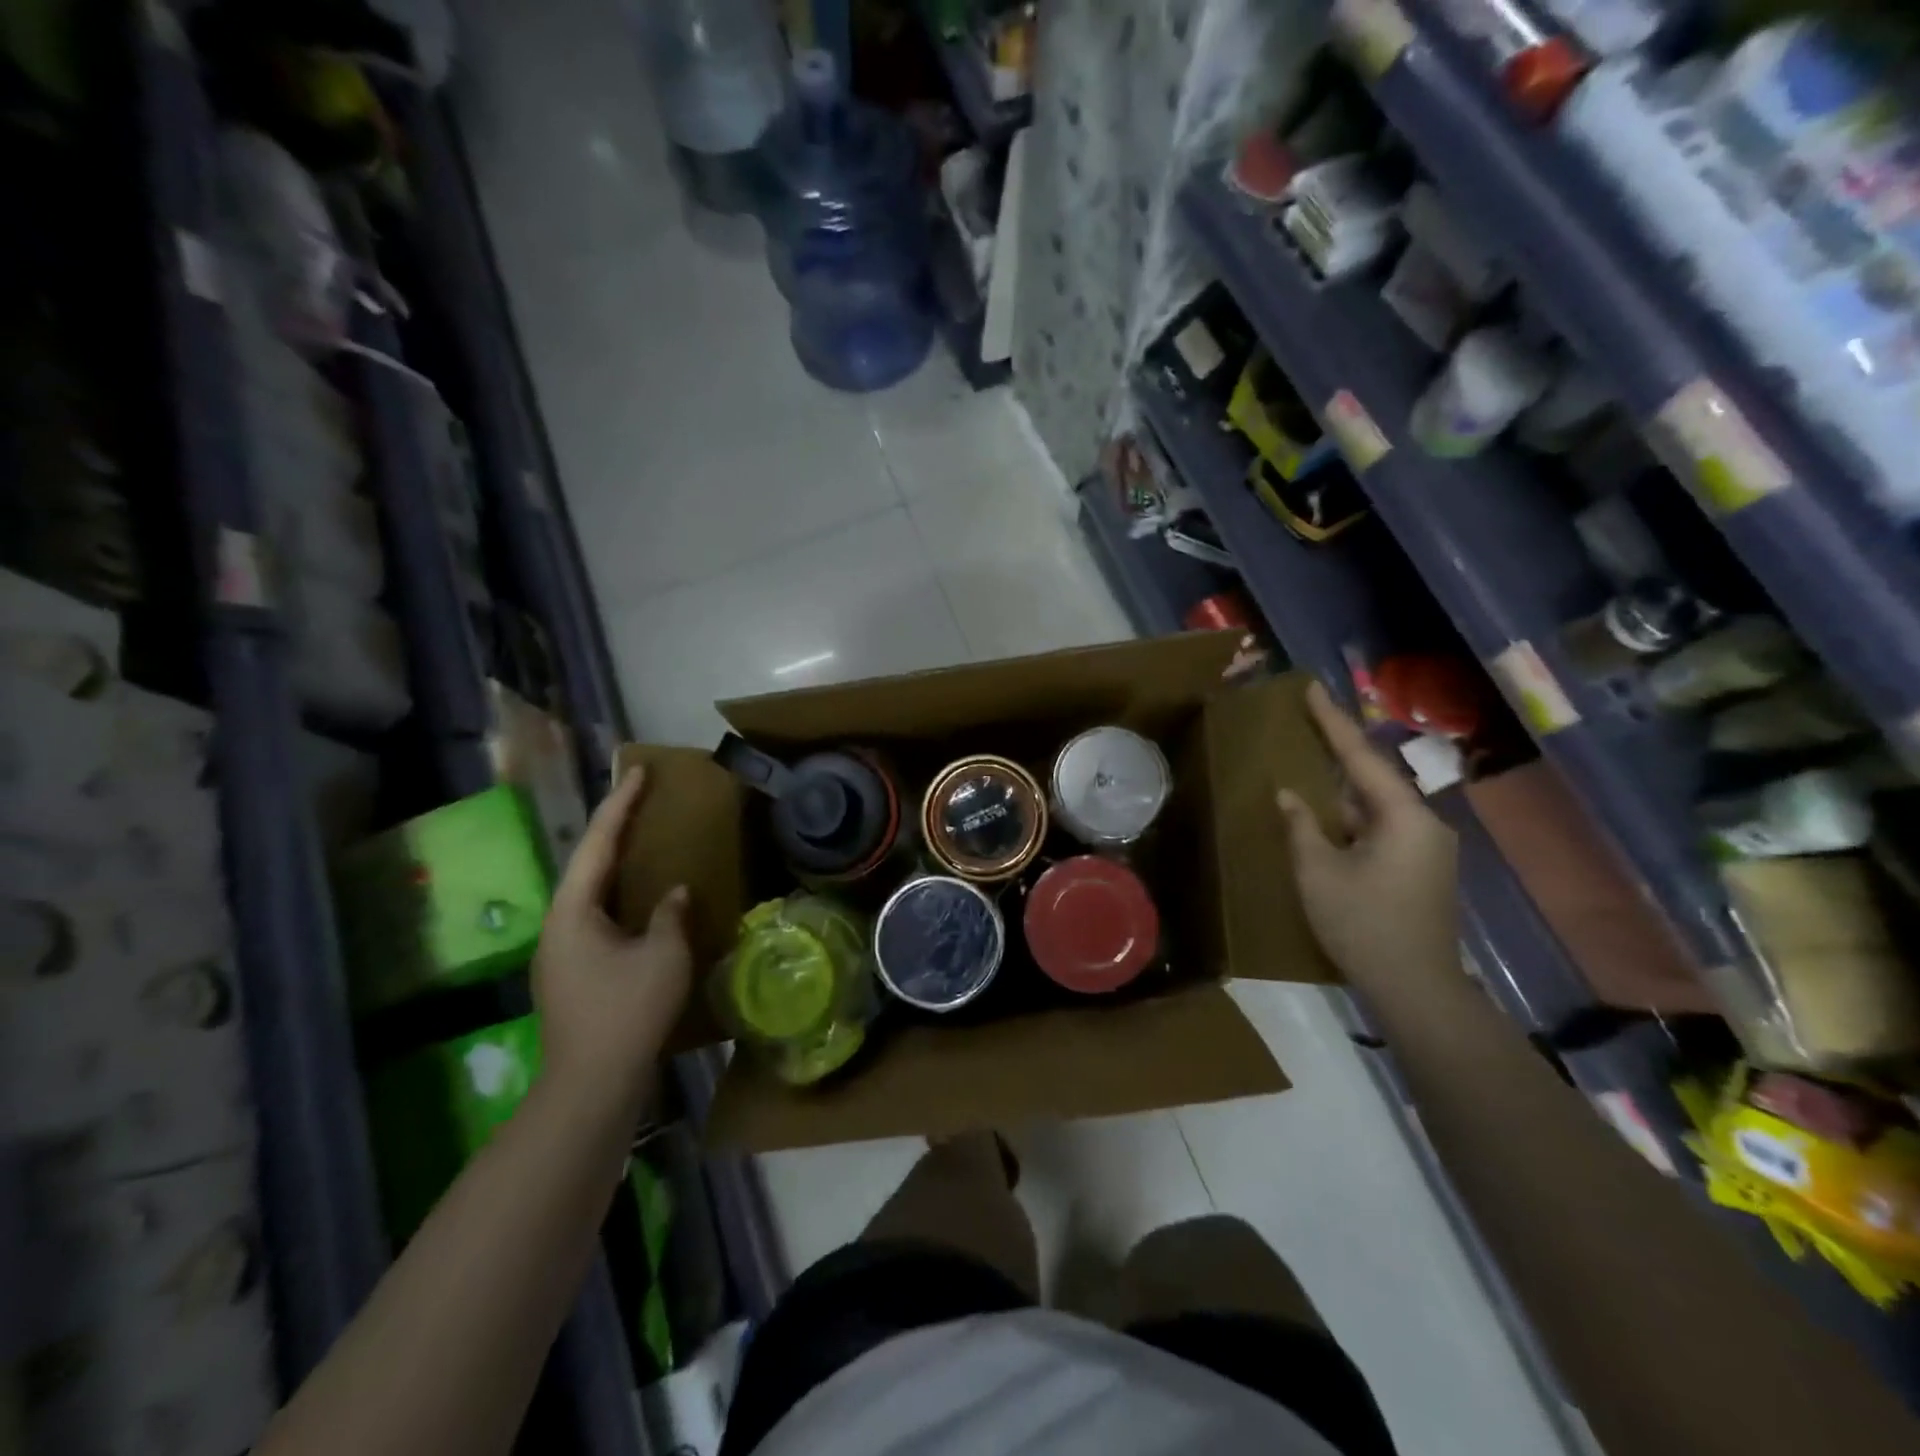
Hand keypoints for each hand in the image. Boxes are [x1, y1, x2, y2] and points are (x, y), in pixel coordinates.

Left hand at [532, 768, 691, 1117]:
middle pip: (586, 865)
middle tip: (641, 799)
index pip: (598, 845)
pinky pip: (596, 918)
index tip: (638, 772)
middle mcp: (558, 925)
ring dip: (615, 865)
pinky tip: (639, 901)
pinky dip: (618, 896)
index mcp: (573, 911)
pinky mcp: (573, 975)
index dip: (620, 805)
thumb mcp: (662, 955)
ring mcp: (561, 953)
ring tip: (643, 842)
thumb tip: (673, 894)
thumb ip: (669, 915)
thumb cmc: (628, 1011)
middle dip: (613, 830)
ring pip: (589, 894)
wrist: (591, 1085)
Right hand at [1277, 682, 1459, 993]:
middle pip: (1374, 777)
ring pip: (1377, 805)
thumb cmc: (1363, 924)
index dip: (1332, 721)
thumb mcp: (1318, 871)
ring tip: (1310, 766)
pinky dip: (1353, 816)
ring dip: (1344, 789)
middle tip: (1308, 721)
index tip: (1312, 688)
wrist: (1417, 988)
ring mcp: (1426, 848)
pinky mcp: (1421, 869)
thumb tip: (1289, 794)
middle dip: (1339, 751)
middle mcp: (1424, 824)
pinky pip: (1382, 827)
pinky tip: (1327, 816)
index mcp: (1403, 816)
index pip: (1362, 757)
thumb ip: (1302, 826)